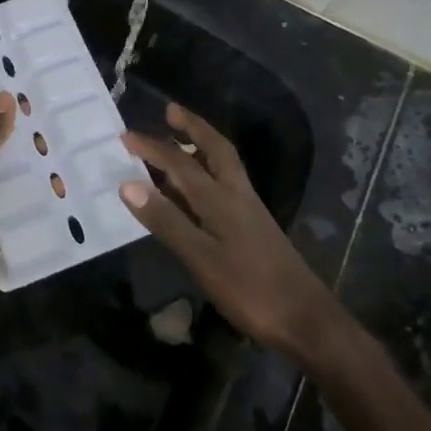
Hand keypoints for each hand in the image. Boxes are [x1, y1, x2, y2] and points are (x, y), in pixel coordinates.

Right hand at [121, 102, 342, 362]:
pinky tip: (197, 190)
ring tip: (179, 140)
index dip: (152, 148)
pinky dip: (208, 174)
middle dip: (193, 127)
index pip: (181, 163)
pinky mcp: (255, 227)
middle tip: (170, 111)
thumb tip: (128, 183)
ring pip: (224, 166)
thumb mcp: (200, 257)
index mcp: (221, 198)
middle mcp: (237, 194)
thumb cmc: (249, 288)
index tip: (125, 135)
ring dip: (202, 147)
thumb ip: (165, 220)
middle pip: (215, 149)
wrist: (304, 318)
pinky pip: (226, 186)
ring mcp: (249, 210)